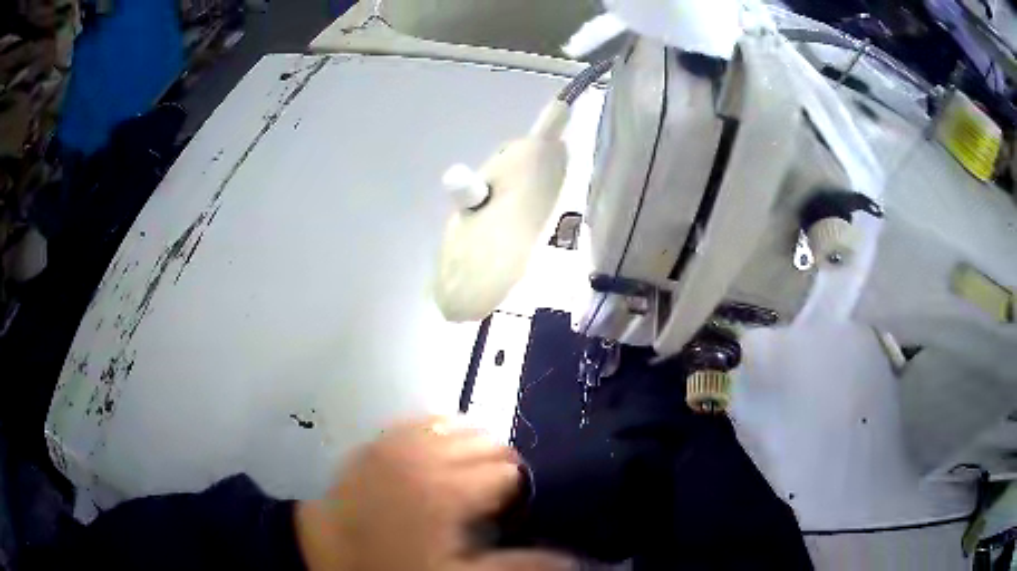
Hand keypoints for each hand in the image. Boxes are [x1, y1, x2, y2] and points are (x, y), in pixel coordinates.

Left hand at [296, 416, 572, 570]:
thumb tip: (572, 557)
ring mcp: (397, 441)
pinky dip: (437, 430)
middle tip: (488, 500)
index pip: (509, 471)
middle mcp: (425, 453)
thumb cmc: (394, 567)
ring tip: (465, 477)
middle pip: (487, 441)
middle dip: (497, 467)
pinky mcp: (378, 439)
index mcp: (449, 487)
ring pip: (456, 424)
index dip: (517, 493)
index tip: (509, 514)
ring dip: (470, 447)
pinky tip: (435, 450)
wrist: (326, 552)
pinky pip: (418, 420)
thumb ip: (521, 564)